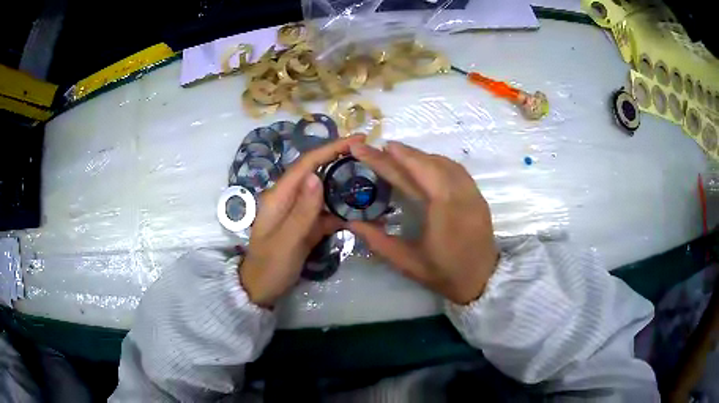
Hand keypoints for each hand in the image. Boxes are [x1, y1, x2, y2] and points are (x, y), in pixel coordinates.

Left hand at [240, 135, 365, 306]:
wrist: (259, 290)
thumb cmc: (269, 267)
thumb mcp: (286, 241)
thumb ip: (302, 211)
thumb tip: (318, 175)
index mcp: (279, 196)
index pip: (307, 164)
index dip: (330, 149)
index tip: (357, 140)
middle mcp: (288, 199)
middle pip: (317, 174)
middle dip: (341, 163)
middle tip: (371, 160)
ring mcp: (297, 213)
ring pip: (324, 194)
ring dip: (345, 188)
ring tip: (371, 184)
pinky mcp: (304, 227)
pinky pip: (325, 214)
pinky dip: (342, 213)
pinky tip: (361, 215)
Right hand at [348, 141, 498, 304]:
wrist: (483, 281)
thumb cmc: (445, 274)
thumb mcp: (407, 262)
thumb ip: (378, 241)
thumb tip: (351, 223)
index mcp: (442, 210)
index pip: (409, 177)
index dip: (386, 161)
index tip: (367, 147)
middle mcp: (460, 195)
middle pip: (428, 164)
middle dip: (403, 153)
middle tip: (380, 147)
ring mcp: (472, 193)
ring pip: (444, 163)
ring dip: (420, 156)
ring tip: (399, 155)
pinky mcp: (478, 196)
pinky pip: (456, 169)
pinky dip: (437, 162)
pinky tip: (426, 165)